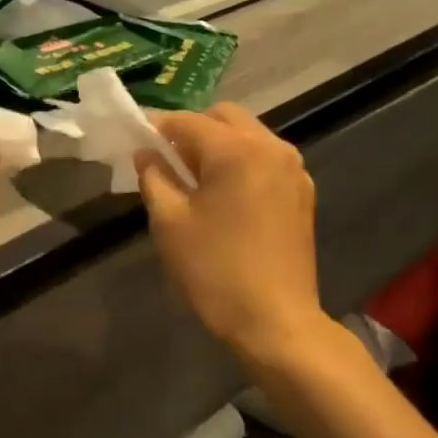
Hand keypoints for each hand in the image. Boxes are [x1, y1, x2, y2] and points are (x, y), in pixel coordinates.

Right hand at [136, 103, 326, 362]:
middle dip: (192, 131)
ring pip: (248, 137)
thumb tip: (146, 153)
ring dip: (218, 146)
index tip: (135, 141)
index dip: (156, 128)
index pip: (187, 121)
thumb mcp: (170, 223)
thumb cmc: (214, 270)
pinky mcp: (302, 193)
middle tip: (167, 162)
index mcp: (236, 149)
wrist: (274, 320)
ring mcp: (293, 169)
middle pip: (224, 117)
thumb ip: (154, 177)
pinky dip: (241, 164)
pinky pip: (265, 161)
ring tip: (194, 181)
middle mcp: (271, 147)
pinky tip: (225, 197)